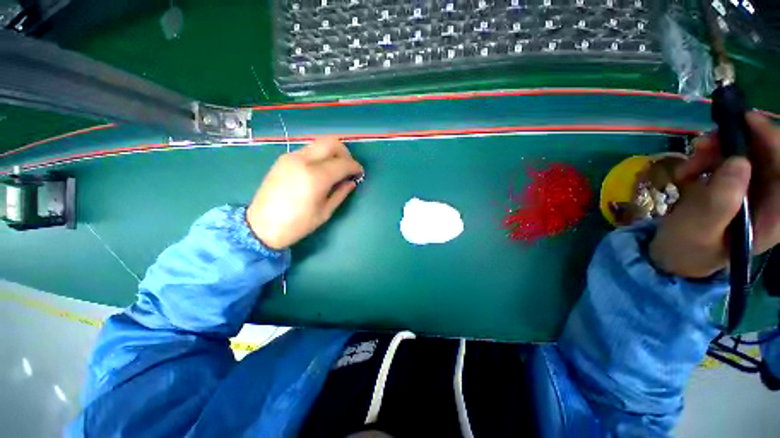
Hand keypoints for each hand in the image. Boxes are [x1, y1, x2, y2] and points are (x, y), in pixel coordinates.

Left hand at [247, 137, 362, 249]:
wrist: (261, 226)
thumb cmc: (297, 224)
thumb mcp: (325, 212)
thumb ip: (341, 193)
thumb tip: (351, 181)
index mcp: (316, 177)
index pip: (343, 163)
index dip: (355, 167)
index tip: (360, 173)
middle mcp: (303, 160)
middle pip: (331, 143)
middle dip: (345, 153)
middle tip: (348, 168)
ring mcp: (291, 157)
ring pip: (319, 143)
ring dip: (331, 153)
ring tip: (335, 169)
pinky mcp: (283, 159)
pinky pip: (308, 150)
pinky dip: (319, 155)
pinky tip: (320, 170)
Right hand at [649, 113, 779, 277]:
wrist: (672, 256)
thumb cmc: (687, 249)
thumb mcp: (700, 229)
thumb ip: (721, 200)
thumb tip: (739, 162)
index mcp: (774, 216)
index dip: (772, 140)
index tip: (745, 121)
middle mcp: (770, 199)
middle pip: (766, 156)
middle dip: (735, 144)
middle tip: (702, 145)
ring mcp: (752, 192)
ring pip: (745, 154)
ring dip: (715, 152)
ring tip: (687, 165)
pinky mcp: (735, 186)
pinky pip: (727, 160)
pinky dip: (706, 159)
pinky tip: (687, 171)